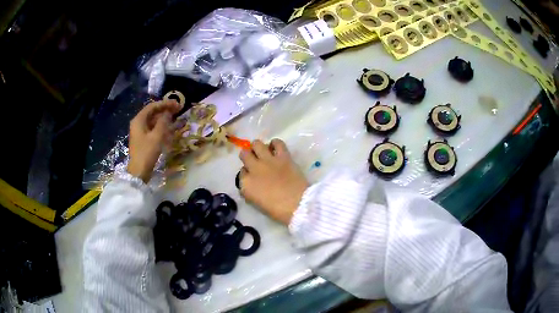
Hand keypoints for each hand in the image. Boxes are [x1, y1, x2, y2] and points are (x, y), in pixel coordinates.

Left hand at [128, 100, 182, 181]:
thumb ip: (163, 122)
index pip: (153, 106)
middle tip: (178, 110)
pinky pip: (153, 129)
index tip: (177, 105)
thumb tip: (168, 113)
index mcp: (139, 120)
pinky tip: (169, 129)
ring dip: (164, 119)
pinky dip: (161, 127)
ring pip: (153, 121)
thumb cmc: (146, 152)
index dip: (165, 104)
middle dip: (165, 110)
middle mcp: (138, 123)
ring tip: (176, 118)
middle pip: (153, 113)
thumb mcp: (157, 136)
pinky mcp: (143, 139)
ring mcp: (140, 132)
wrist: (139, 172)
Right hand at [239, 139, 308, 224]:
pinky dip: (275, 144)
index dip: (246, 173)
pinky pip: (277, 142)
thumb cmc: (277, 210)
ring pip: (256, 144)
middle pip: (244, 154)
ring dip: (258, 147)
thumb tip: (251, 182)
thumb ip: (251, 190)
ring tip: (264, 152)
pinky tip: (276, 148)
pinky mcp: (283, 156)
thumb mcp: (257, 202)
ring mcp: (268, 160)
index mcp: (245, 184)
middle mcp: (253, 169)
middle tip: (255, 160)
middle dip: (248, 156)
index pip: (241, 173)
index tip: (252, 176)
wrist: (298, 205)